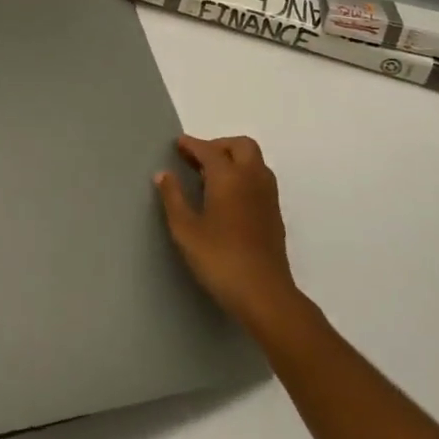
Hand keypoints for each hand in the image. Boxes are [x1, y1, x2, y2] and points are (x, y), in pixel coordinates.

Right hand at [155, 135, 300, 333]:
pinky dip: (244, 175)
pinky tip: (228, 197)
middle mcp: (252, 178)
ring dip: (234, 159)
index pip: (209, 150)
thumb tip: (163, 174)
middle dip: (219, 145)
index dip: (192, 144)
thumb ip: (173, 198)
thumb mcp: (186, 230)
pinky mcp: (274, 214)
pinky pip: (260, 179)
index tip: (178, 144)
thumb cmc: (220, 259)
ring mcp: (268, 196)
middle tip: (197, 159)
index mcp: (229, 177)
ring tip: (211, 176)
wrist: (265, 294)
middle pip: (241, 145)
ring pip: (254, 161)